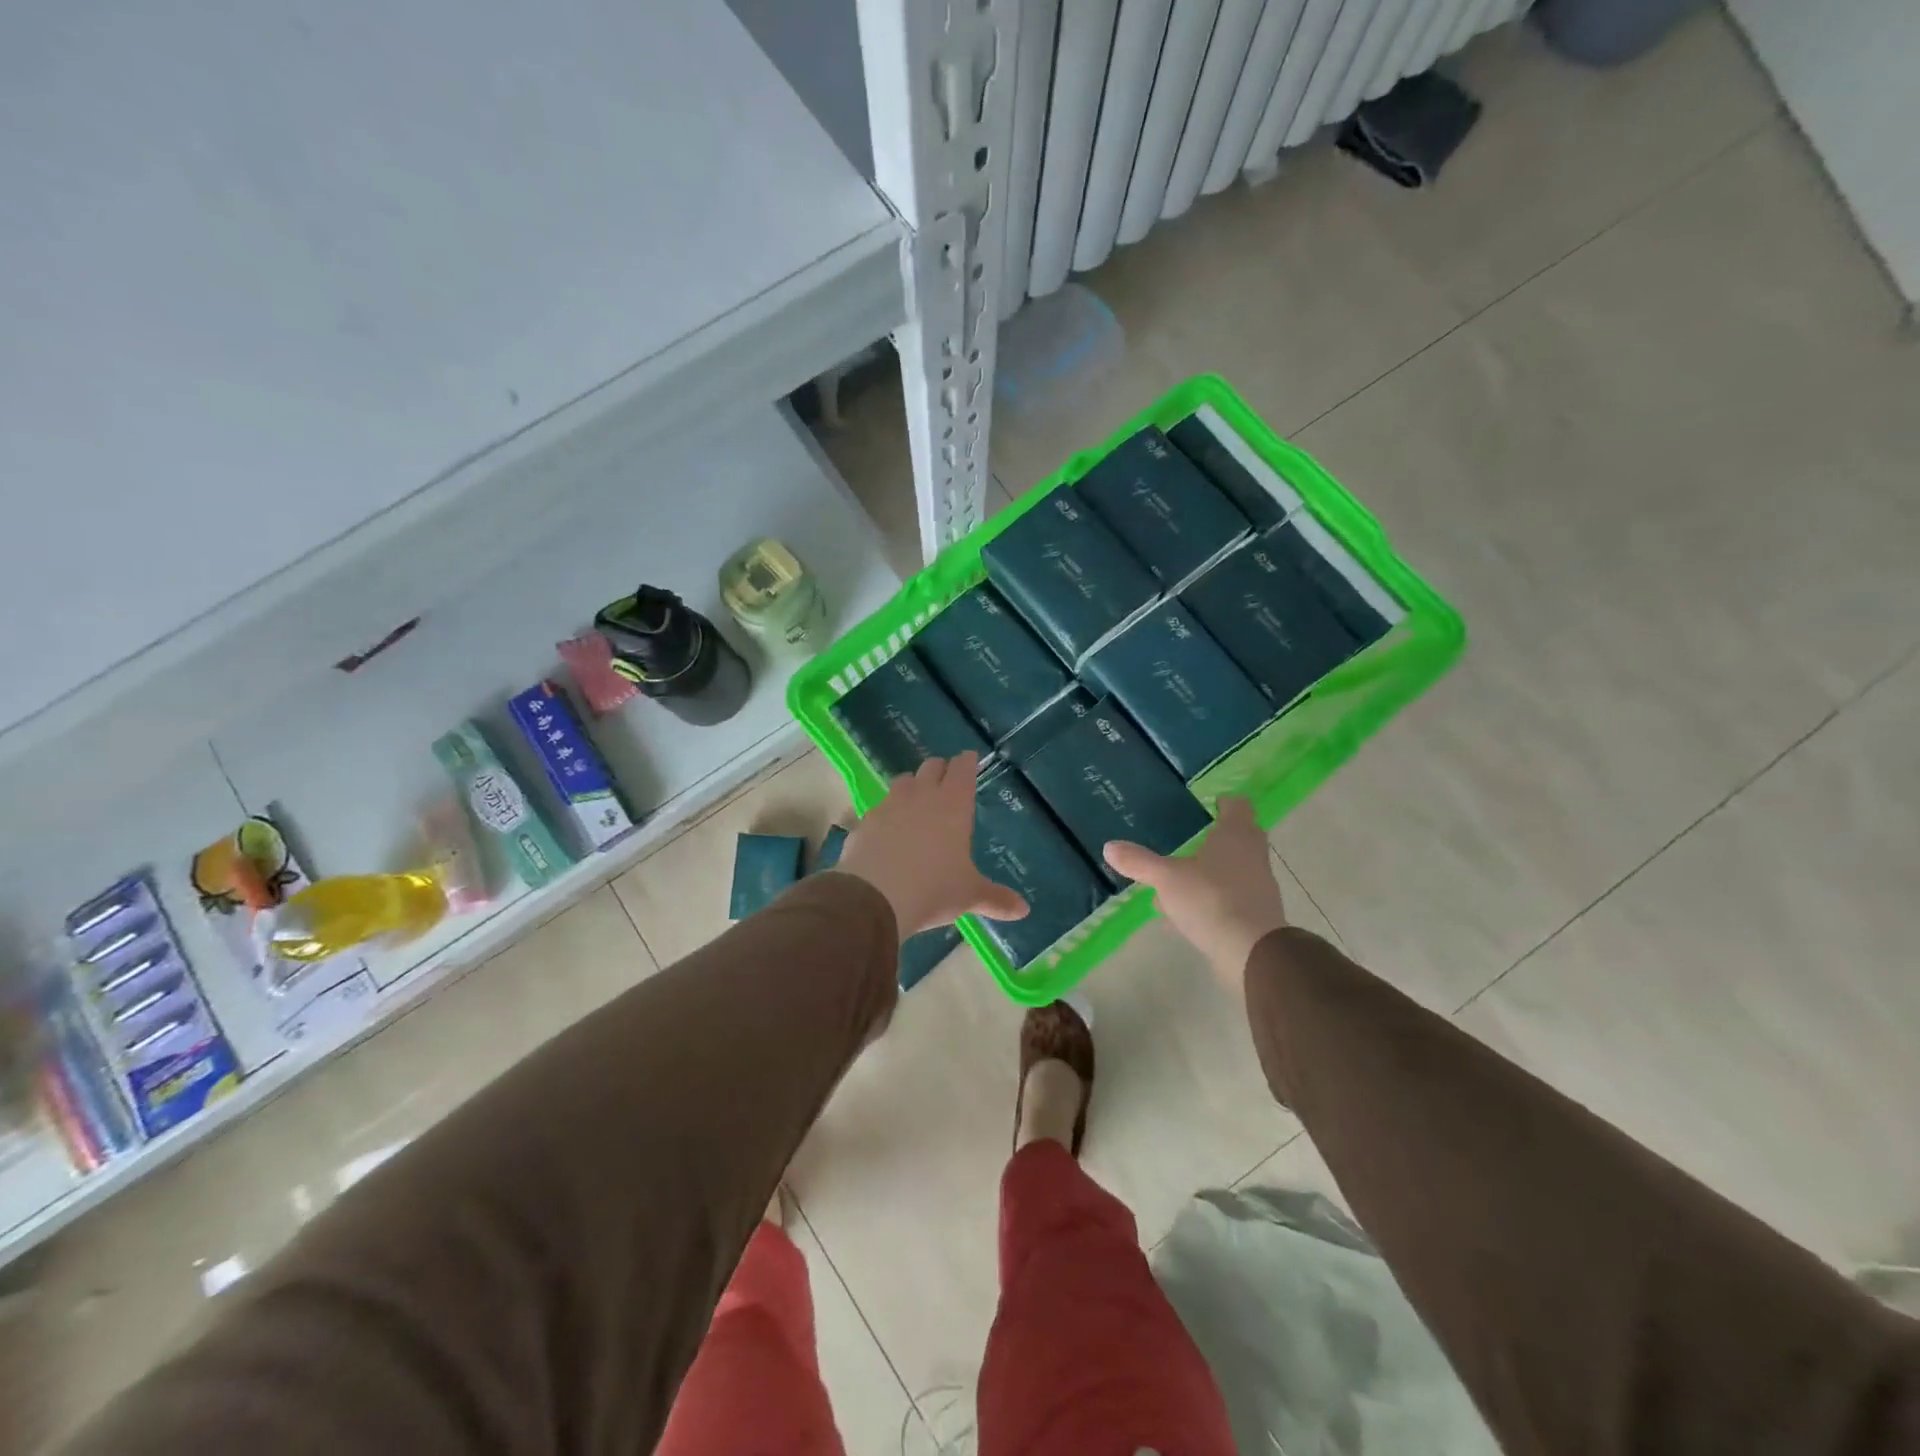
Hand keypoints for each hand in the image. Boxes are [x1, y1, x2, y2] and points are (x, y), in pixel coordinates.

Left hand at [836, 753, 1028, 939]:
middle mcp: (921, 796)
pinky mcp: (865, 822)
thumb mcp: (969, 895)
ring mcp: (889, 805)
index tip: (969, 758)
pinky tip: (887, 830)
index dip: (967, 762)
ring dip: (911, 785)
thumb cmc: (933, 889)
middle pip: (931, 766)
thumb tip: (1024, 910)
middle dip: (940, 769)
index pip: (962, 769)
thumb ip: (996, 899)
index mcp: (953, 805)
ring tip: (916, 800)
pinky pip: (879, 808)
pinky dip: (886, 813)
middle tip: (946, 779)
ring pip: (902, 781)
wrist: (873, 897)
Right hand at [1104, 798, 1286, 994]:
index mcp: (1235, 836)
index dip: (1224, 802)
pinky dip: (1207, 901)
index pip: (1237, 806)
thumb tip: (1109, 846)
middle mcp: (1251, 855)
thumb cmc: (1211, 899)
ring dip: (1207, 873)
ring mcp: (1256, 886)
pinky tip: (1180, 915)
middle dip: (1215, 838)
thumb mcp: (1167, 879)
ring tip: (1174, 881)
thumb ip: (1139, 862)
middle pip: (1237, 838)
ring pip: (1230, 871)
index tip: (1210, 804)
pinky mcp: (1254, 915)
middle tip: (1191, 838)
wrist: (1251, 952)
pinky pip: (1227, 899)